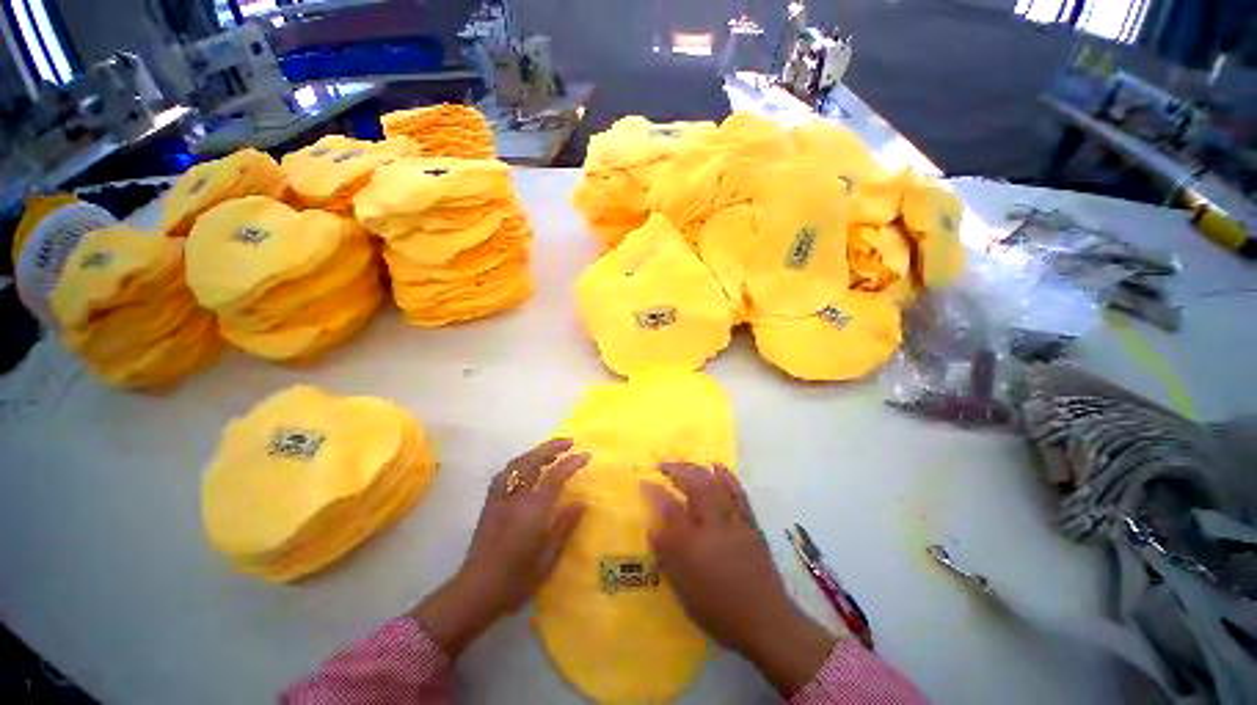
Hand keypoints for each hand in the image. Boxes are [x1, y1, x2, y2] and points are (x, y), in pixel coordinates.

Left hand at [412, 439, 587, 657]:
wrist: (475, 591)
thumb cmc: (515, 580)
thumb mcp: (547, 559)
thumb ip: (564, 527)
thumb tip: (581, 502)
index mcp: (532, 511)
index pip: (555, 476)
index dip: (572, 463)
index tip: (586, 455)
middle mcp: (515, 498)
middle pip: (533, 461)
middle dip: (552, 447)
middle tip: (569, 442)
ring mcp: (499, 498)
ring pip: (517, 464)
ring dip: (535, 451)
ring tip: (551, 451)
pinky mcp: (489, 503)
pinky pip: (504, 473)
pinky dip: (518, 463)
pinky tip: (525, 467)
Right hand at [641, 463, 838, 695]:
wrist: (765, 621)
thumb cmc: (718, 609)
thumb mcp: (684, 588)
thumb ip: (667, 554)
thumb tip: (653, 527)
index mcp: (693, 546)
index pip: (669, 509)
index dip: (655, 493)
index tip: (644, 482)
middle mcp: (713, 527)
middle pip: (695, 487)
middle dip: (677, 470)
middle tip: (663, 464)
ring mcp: (735, 522)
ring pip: (716, 486)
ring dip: (698, 469)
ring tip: (685, 461)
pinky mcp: (751, 524)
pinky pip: (738, 493)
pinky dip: (727, 477)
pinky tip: (718, 467)